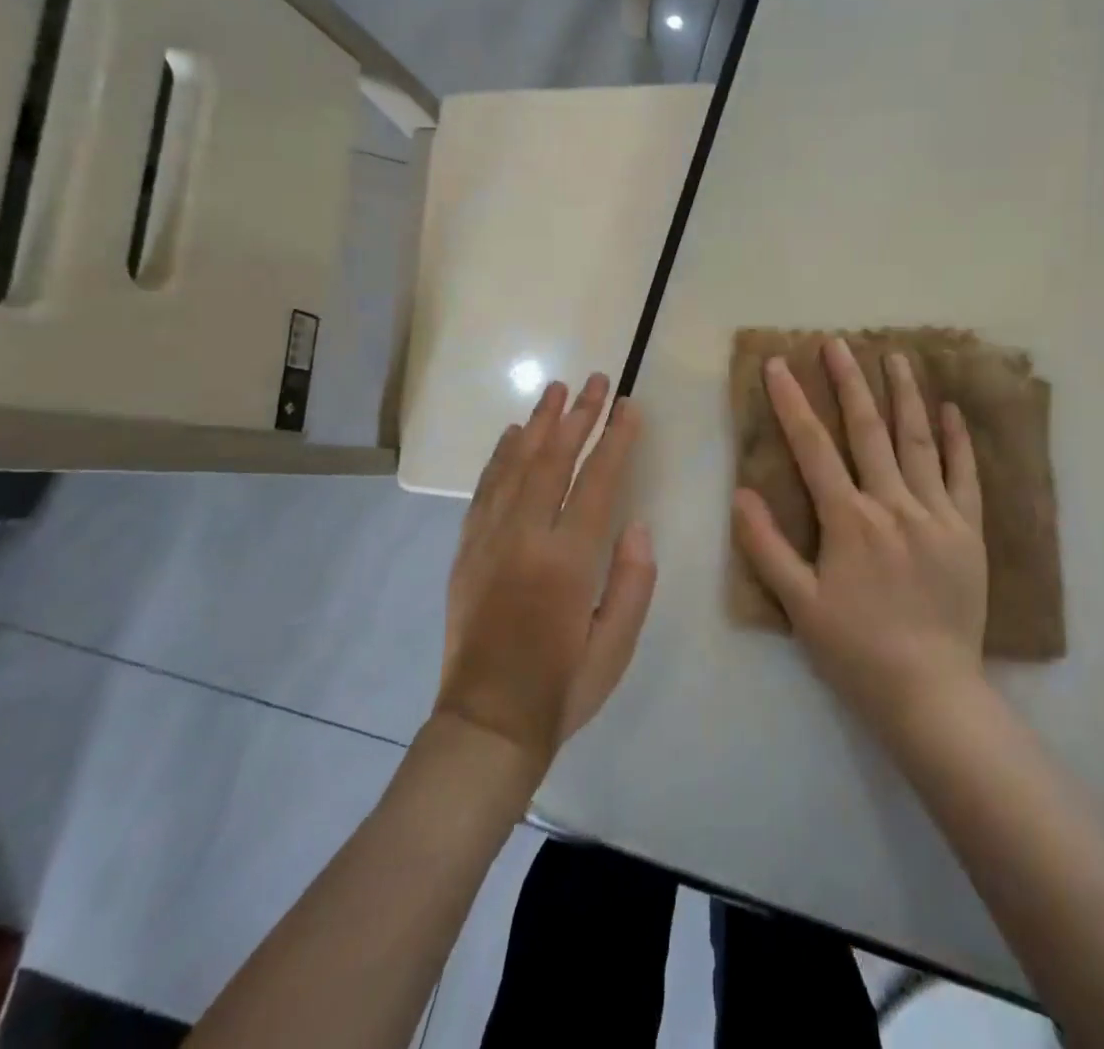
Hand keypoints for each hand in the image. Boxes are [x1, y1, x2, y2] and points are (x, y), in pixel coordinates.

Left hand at [436, 374, 656, 779]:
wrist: (486, 722)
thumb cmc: (563, 687)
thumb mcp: (616, 646)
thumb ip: (633, 582)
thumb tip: (636, 524)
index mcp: (567, 562)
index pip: (597, 482)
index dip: (616, 439)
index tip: (629, 406)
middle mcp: (524, 539)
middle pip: (554, 460)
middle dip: (578, 416)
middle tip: (596, 380)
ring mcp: (489, 541)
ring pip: (516, 466)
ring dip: (538, 423)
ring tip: (556, 390)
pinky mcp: (466, 550)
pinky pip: (485, 489)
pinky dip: (500, 456)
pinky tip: (513, 434)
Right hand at [733, 338, 987, 742]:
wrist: (930, 693)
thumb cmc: (856, 650)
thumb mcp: (798, 605)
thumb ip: (766, 547)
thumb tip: (740, 493)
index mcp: (848, 520)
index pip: (813, 447)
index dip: (792, 403)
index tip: (779, 365)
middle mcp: (893, 504)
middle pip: (867, 430)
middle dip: (849, 382)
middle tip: (837, 343)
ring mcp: (936, 515)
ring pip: (917, 441)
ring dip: (904, 395)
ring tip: (895, 356)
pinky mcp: (968, 531)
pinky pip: (964, 475)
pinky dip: (957, 440)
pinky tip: (950, 410)